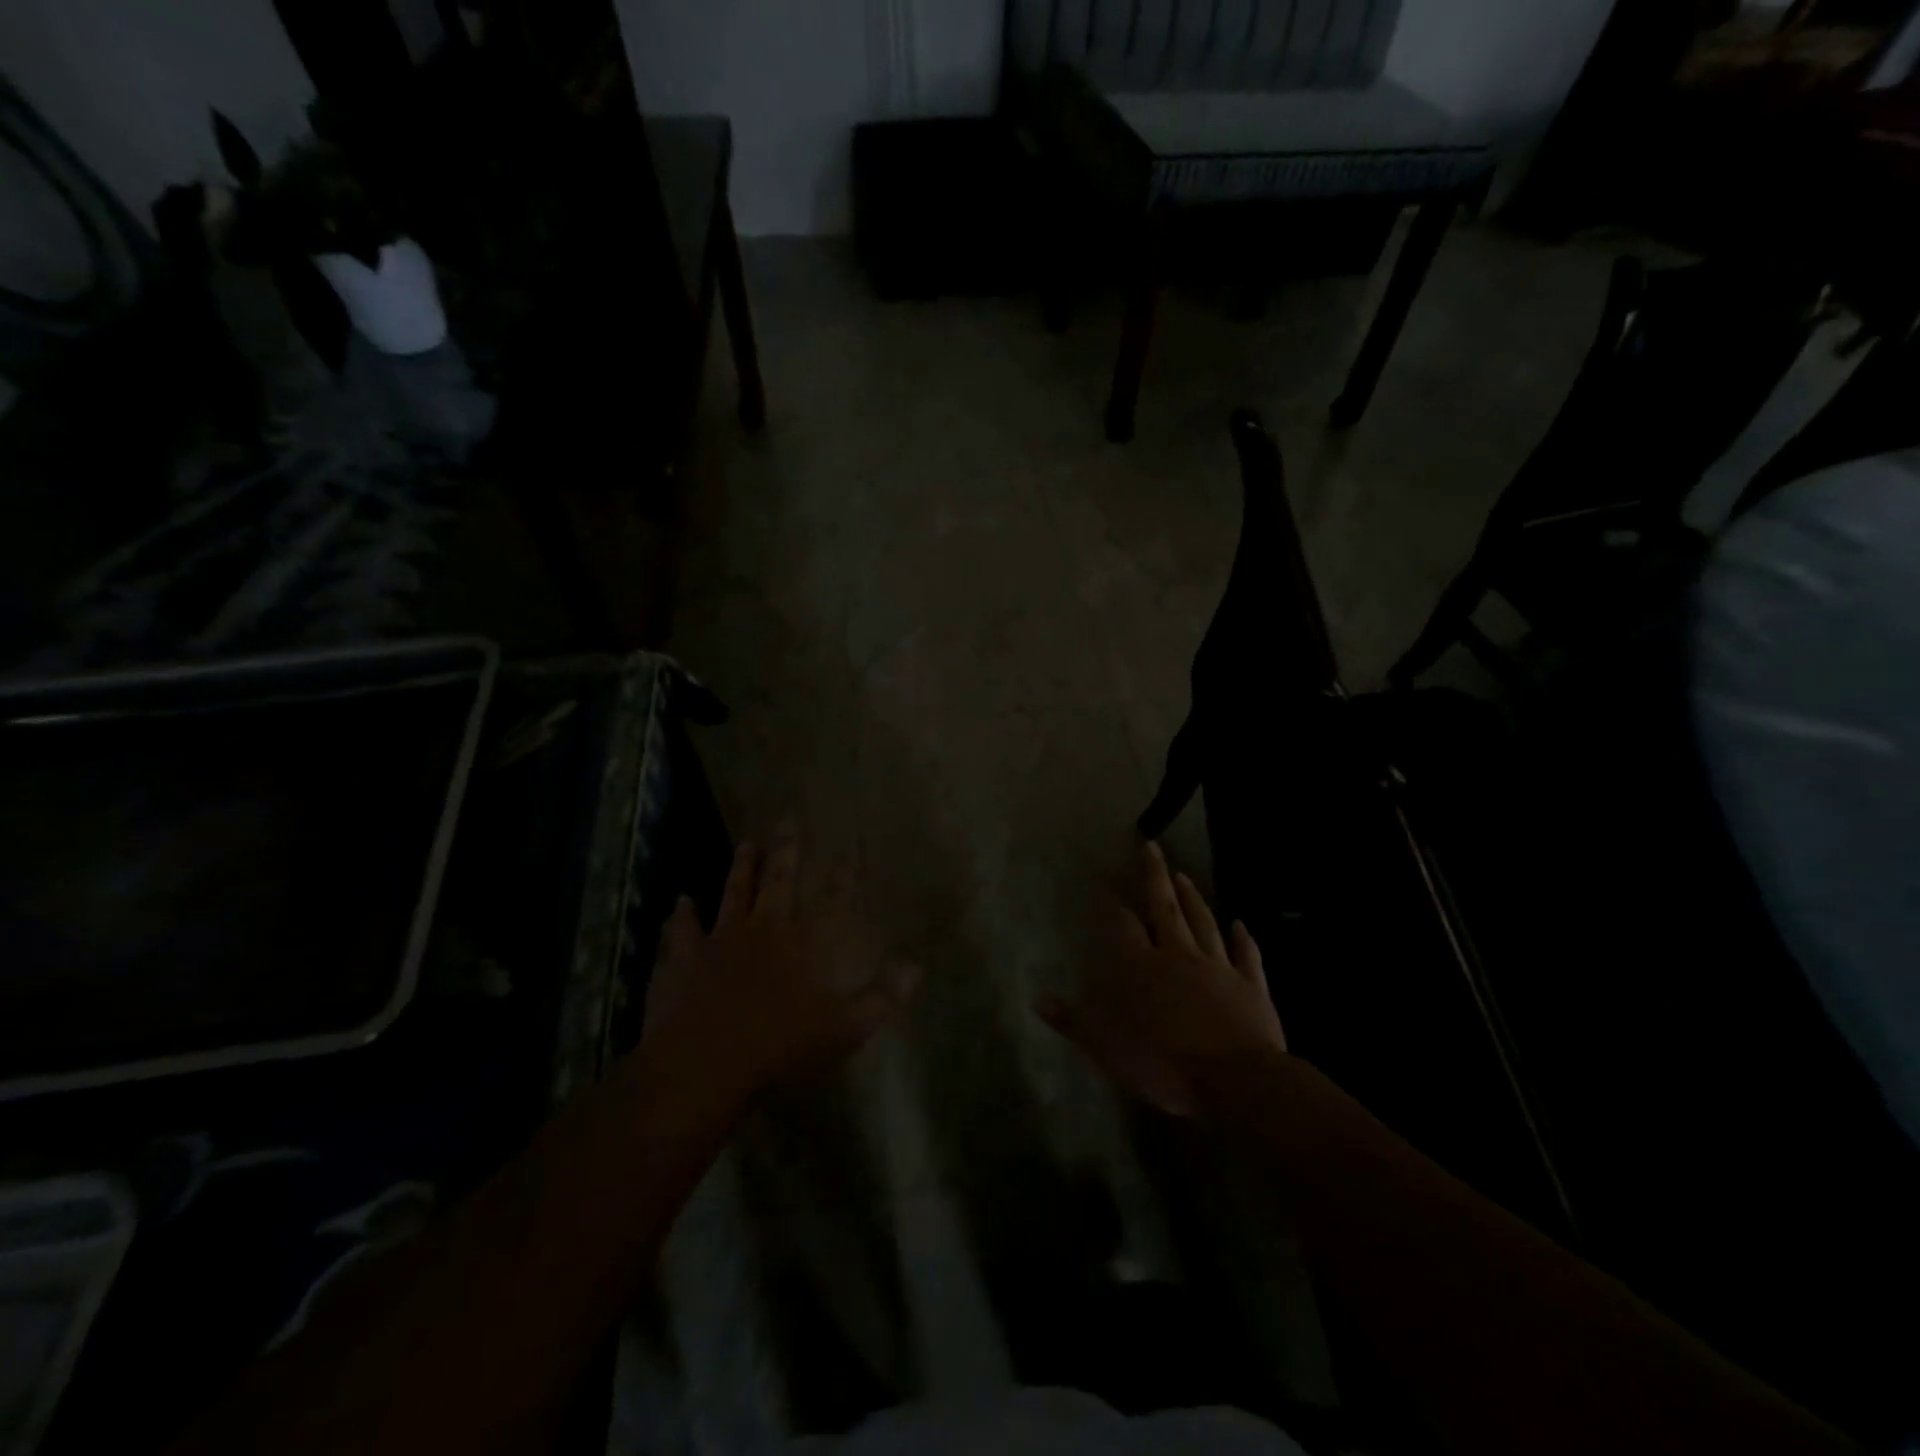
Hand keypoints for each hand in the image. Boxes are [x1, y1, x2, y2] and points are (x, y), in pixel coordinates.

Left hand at [642, 832, 917, 1111]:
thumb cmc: (780, 1047)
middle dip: (785, 851)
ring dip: (740, 868)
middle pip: (777, 882)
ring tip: (745, 844)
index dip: (843, 876)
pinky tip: (680, 901)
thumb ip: (881, 998)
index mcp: (802, 945)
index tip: (850, 850)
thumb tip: (916, 967)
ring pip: (733, 893)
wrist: (705, 1063)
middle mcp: (763, 930)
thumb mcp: (844, 1029)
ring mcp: (721, 940)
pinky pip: (683, 929)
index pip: (830, 901)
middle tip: (787, 821)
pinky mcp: (685, 957)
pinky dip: (682, 914)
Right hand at [1038, 842, 1285, 1117]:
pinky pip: (1246, 956)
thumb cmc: (1164, 1063)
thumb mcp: (1106, 1047)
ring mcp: (1218, 968)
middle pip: (1165, 908)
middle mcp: (1178, 956)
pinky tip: (1241, 923)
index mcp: (1142, 967)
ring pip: (1204, 923)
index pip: (1121, 925)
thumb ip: (1074, 1021)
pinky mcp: (1250, 987)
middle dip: (1155, 876)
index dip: (1110, 903)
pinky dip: (1243, 939)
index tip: (1102, 881)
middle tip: (1152, 846)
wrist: (1234, 1080)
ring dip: (1193, 898)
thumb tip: (1038, 999)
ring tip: (1184, 875)